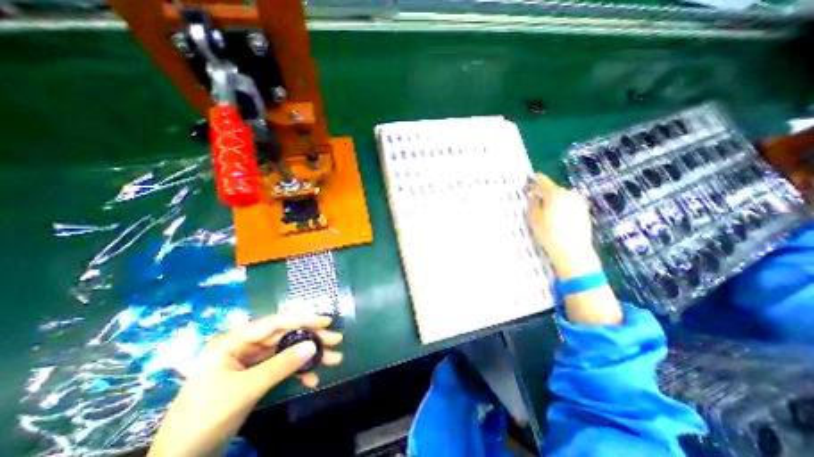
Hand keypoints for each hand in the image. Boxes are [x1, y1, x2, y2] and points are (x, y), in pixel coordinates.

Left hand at [148, 315, 341, 455]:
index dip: (303, 319)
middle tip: (337, 340)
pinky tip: (312, 380)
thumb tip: (314, 346)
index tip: (326, 321)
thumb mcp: (245, 389)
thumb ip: (281, 365)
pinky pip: (282, 368)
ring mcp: (251, 361)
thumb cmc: (205, 418)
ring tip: (333, 359)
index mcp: (234, 341)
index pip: (275, 323)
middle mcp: (245, 346)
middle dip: (312, 339)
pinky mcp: (257, 376)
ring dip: (310, 357)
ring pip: (287, 352)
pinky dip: (298, 373)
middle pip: (286, 336)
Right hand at [525, 173, 620, 323]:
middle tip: (537, 205)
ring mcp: (580, 203)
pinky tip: (559, 221)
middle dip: (545, 194)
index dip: (534, 181)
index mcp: (555, 194)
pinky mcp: (585, 212)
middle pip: (553, 189)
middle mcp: (570, 194)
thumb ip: (532, 203)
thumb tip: (534, 194)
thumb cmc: (549, 234)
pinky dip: (563, 208)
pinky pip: (570, 205)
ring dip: (554, 201)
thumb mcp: (534, 218)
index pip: (543, 181)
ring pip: (563, 197)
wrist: (573, 252)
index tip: (529, 184)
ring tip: (548, 215)